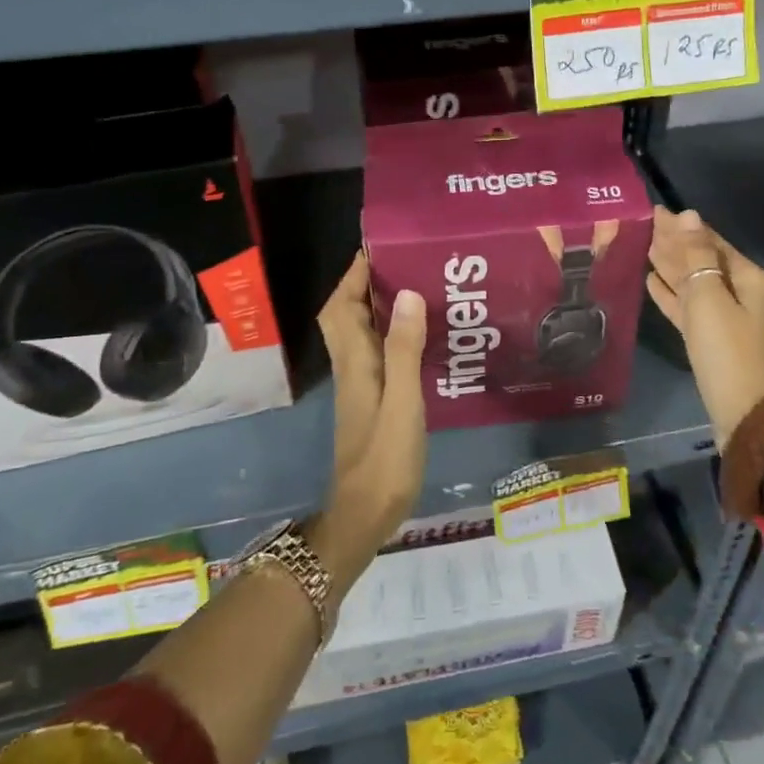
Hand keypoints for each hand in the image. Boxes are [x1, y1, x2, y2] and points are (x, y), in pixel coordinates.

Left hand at [313, 252, 427, 593]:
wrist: (365, 516)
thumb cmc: (385, 459)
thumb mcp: (402, 403)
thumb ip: (404, 350)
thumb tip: (406, 293)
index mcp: (355, 362)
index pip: (342, 305)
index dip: (354, 274)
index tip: (379, 247)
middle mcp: (352, 367)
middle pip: (346, 314)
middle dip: (366, 284)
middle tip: (405, 264)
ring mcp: (360, 385)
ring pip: (361, 333)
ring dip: (380, 307)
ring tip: (419, 289)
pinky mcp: (372, 400)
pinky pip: (377, 353)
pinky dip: (392, 334)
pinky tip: (421, 337)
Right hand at [645, 207, 763, 448]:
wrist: (740, 409)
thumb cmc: (725, 347)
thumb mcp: (708, 295)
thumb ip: (695, 255)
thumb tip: (688, 215)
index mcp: (745, 277)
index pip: (709, 240)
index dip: (682, 226)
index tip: (654, 211)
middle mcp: (737, 291)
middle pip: (701, 259)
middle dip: (674, 242)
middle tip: (643, 224)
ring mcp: (723, 315)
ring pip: (691, 281)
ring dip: (669, 264)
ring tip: (643, 246)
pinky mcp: (708, 336)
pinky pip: (686, 305)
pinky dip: (669, 292)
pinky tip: (650, 281)